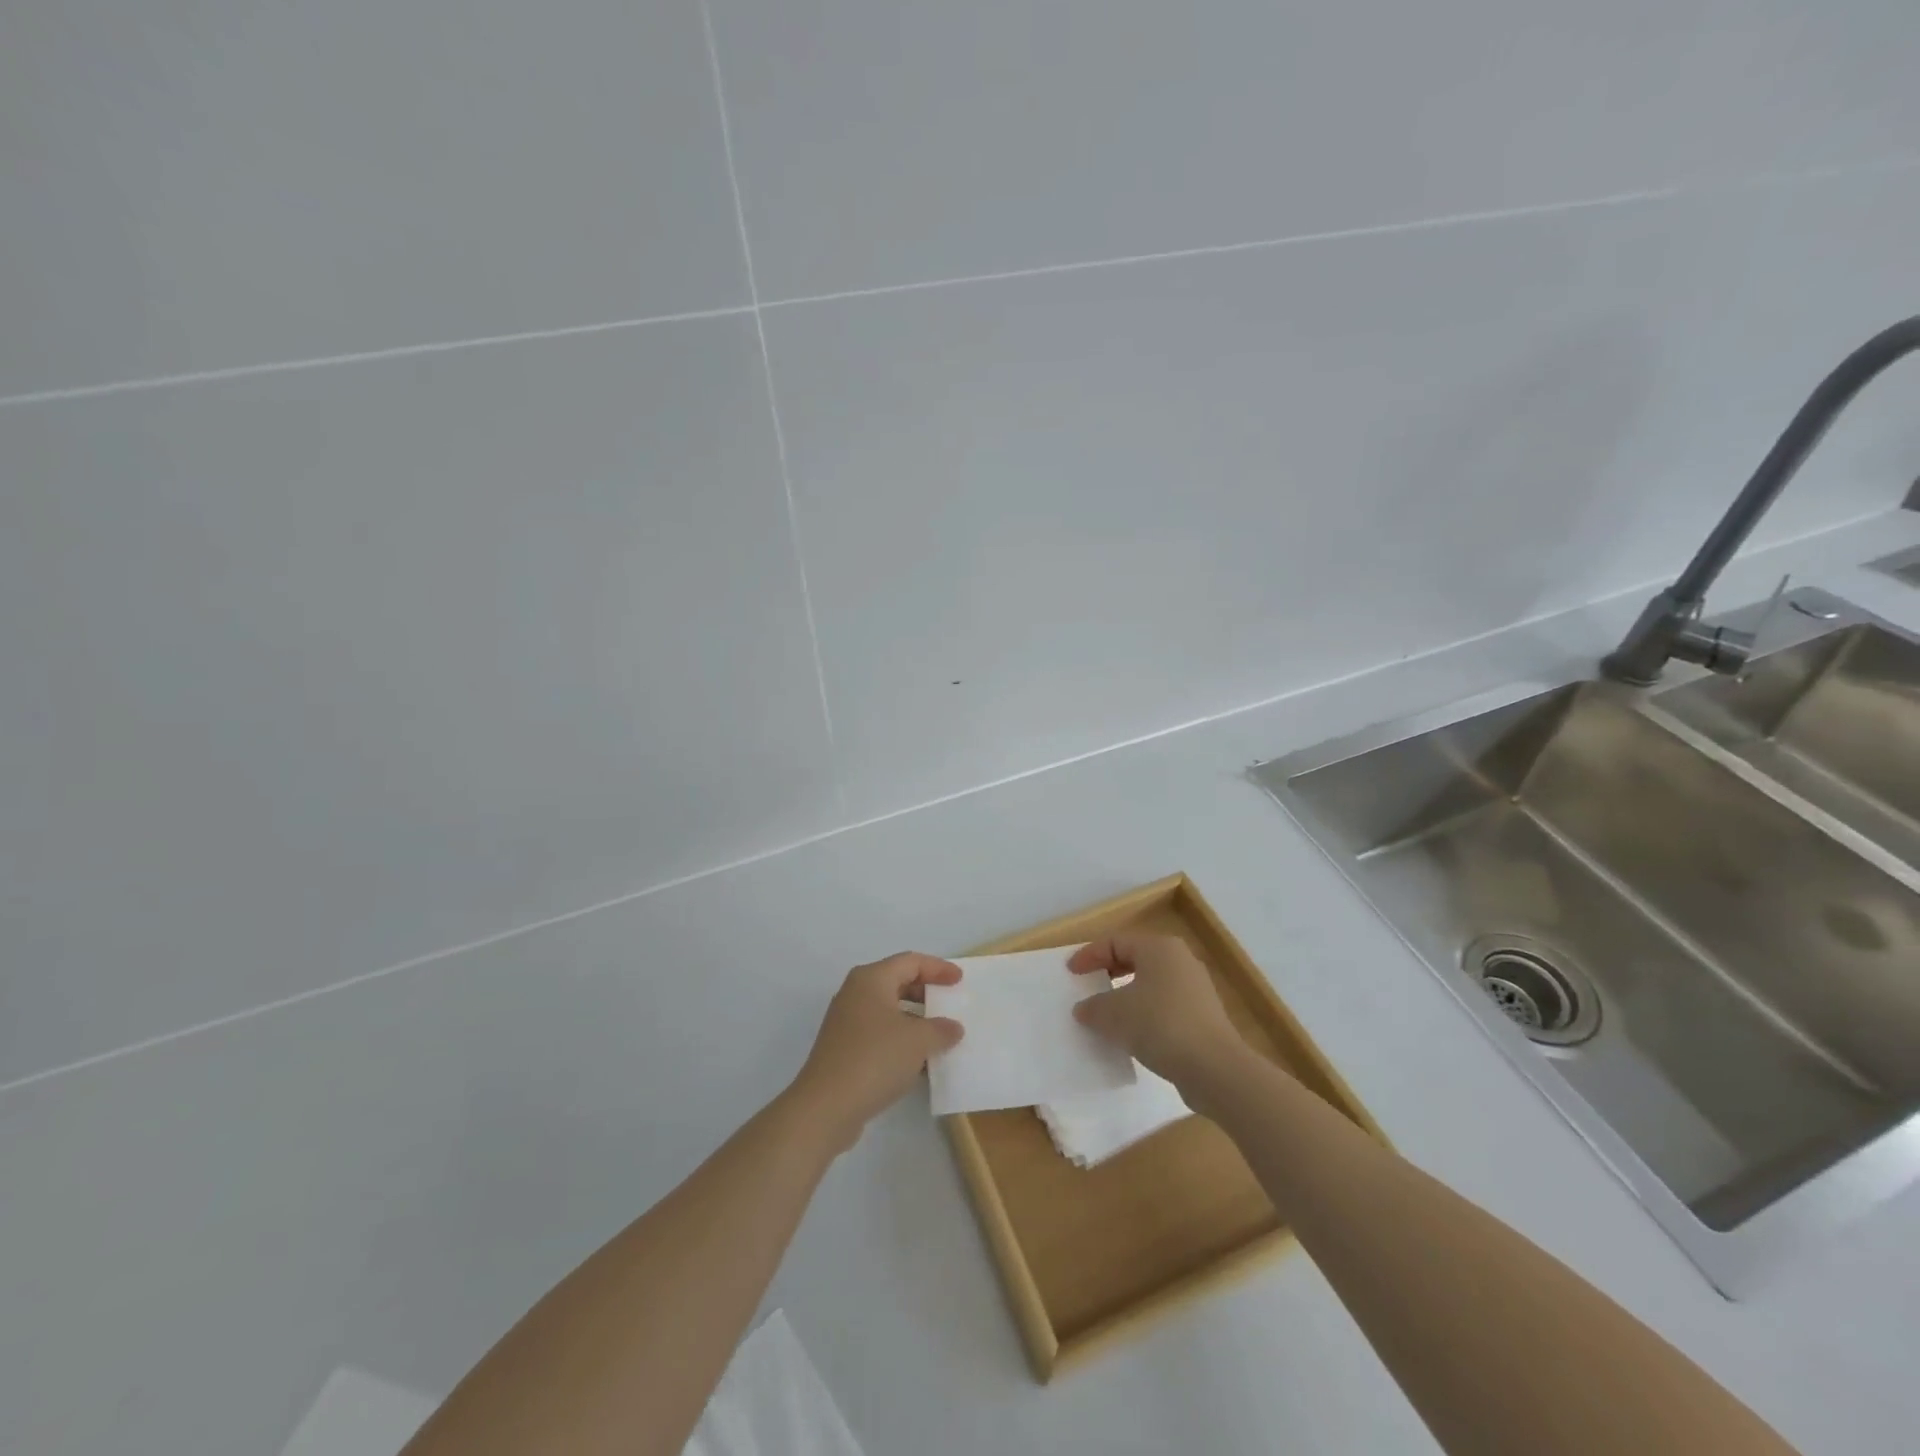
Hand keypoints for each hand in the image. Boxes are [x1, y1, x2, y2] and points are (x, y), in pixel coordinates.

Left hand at [790, 953, 963, 1147]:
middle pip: (897, 982)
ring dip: (915, 1020)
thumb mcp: (918, 1041)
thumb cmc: (875, 1059)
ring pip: (889, 1010)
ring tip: (940, 1035)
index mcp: (871, 979)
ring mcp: (847, 1022)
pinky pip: (880, 1033)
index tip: (960, 980)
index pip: (911, 961)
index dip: (938, 968)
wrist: (826, 1107)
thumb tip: (953, 1028)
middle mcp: (856, 993)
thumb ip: (941, 1029)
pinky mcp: (844, 1049)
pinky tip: (920, 1062)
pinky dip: (901, 1040)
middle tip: (950, 1004)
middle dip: (926, 992)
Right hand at [1069, 934, 1242, 1086]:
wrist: (1215, 1069)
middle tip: (1087, 986)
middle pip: (1135, 959)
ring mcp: (1195, 989)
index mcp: (1159, 948)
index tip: (1071, 973)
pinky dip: (1144, 1014)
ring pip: (1150, 984)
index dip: (1089, 955)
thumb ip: (1093, 1008)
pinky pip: (1164, 1006)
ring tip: (1106, 1014)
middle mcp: (1180, 960)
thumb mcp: (1114, 1015)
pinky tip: (1132, 1035)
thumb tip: (1084, 1009)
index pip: (1115, 942)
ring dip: (1125, 996)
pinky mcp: (1202, 1017)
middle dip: (1108, 972)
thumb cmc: (1160, 1025)